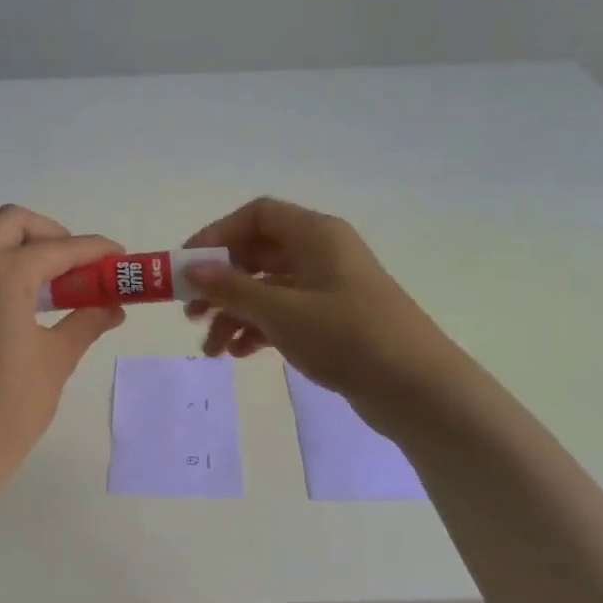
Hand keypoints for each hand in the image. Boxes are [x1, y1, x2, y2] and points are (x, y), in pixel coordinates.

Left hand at [0, 205, 124, 480]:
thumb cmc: (11, 407)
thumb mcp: (57, 360)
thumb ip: (86, 321)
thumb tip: (112, 307)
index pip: (57, 249)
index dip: (93, 250)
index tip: (117, 258)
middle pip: (11, 224)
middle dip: (49, 236)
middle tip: (73, 268)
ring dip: (17, 255)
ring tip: (45, 293)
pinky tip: (7, 318)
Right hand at [183, 197, 459, 435]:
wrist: (414, 386)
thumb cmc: (345, 335)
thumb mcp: (280, 310)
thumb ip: (231, 288)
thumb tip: (190, 269)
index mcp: (315, 234)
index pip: (257, 216)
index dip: (218, 235)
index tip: (188, 266)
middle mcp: (321, 253)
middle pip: (258, 254)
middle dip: (221, 283)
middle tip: (191, 313)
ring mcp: (328, 288)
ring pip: (268, 289)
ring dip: (235, 314)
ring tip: (212, 349)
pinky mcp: (333, 321)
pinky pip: (285, 314)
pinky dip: (259, 329)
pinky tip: (241, 354)